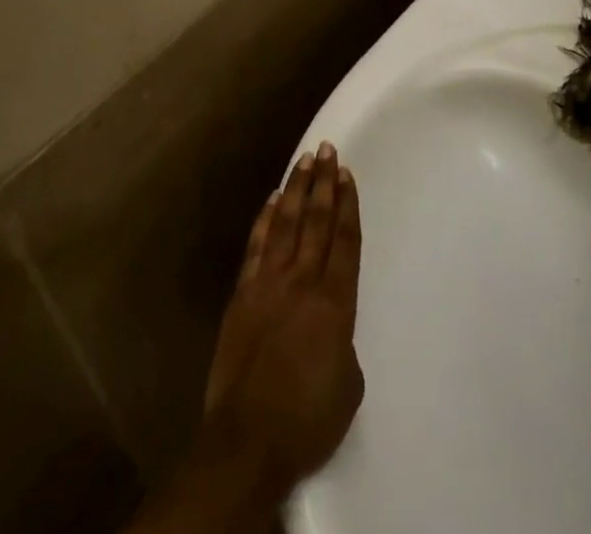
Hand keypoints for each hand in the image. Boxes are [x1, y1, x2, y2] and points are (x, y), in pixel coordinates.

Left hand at [199, 142, 364, 492]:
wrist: (248, 440)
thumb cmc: (307, 420)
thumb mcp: (348, 385)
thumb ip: (344, 342)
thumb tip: (332, 327)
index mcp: (335, 303)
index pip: (345, 241)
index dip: (348, 205)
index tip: (347, 175)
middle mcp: (302, 282)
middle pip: (316, 221)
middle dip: (324, 183)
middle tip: (328, 150)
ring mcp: (268, 284)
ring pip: (286, 223)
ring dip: (296, 189)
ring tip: (305, 160)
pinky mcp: (242, 294)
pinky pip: (256, 246)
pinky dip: (265, 219)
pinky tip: (272, 199)